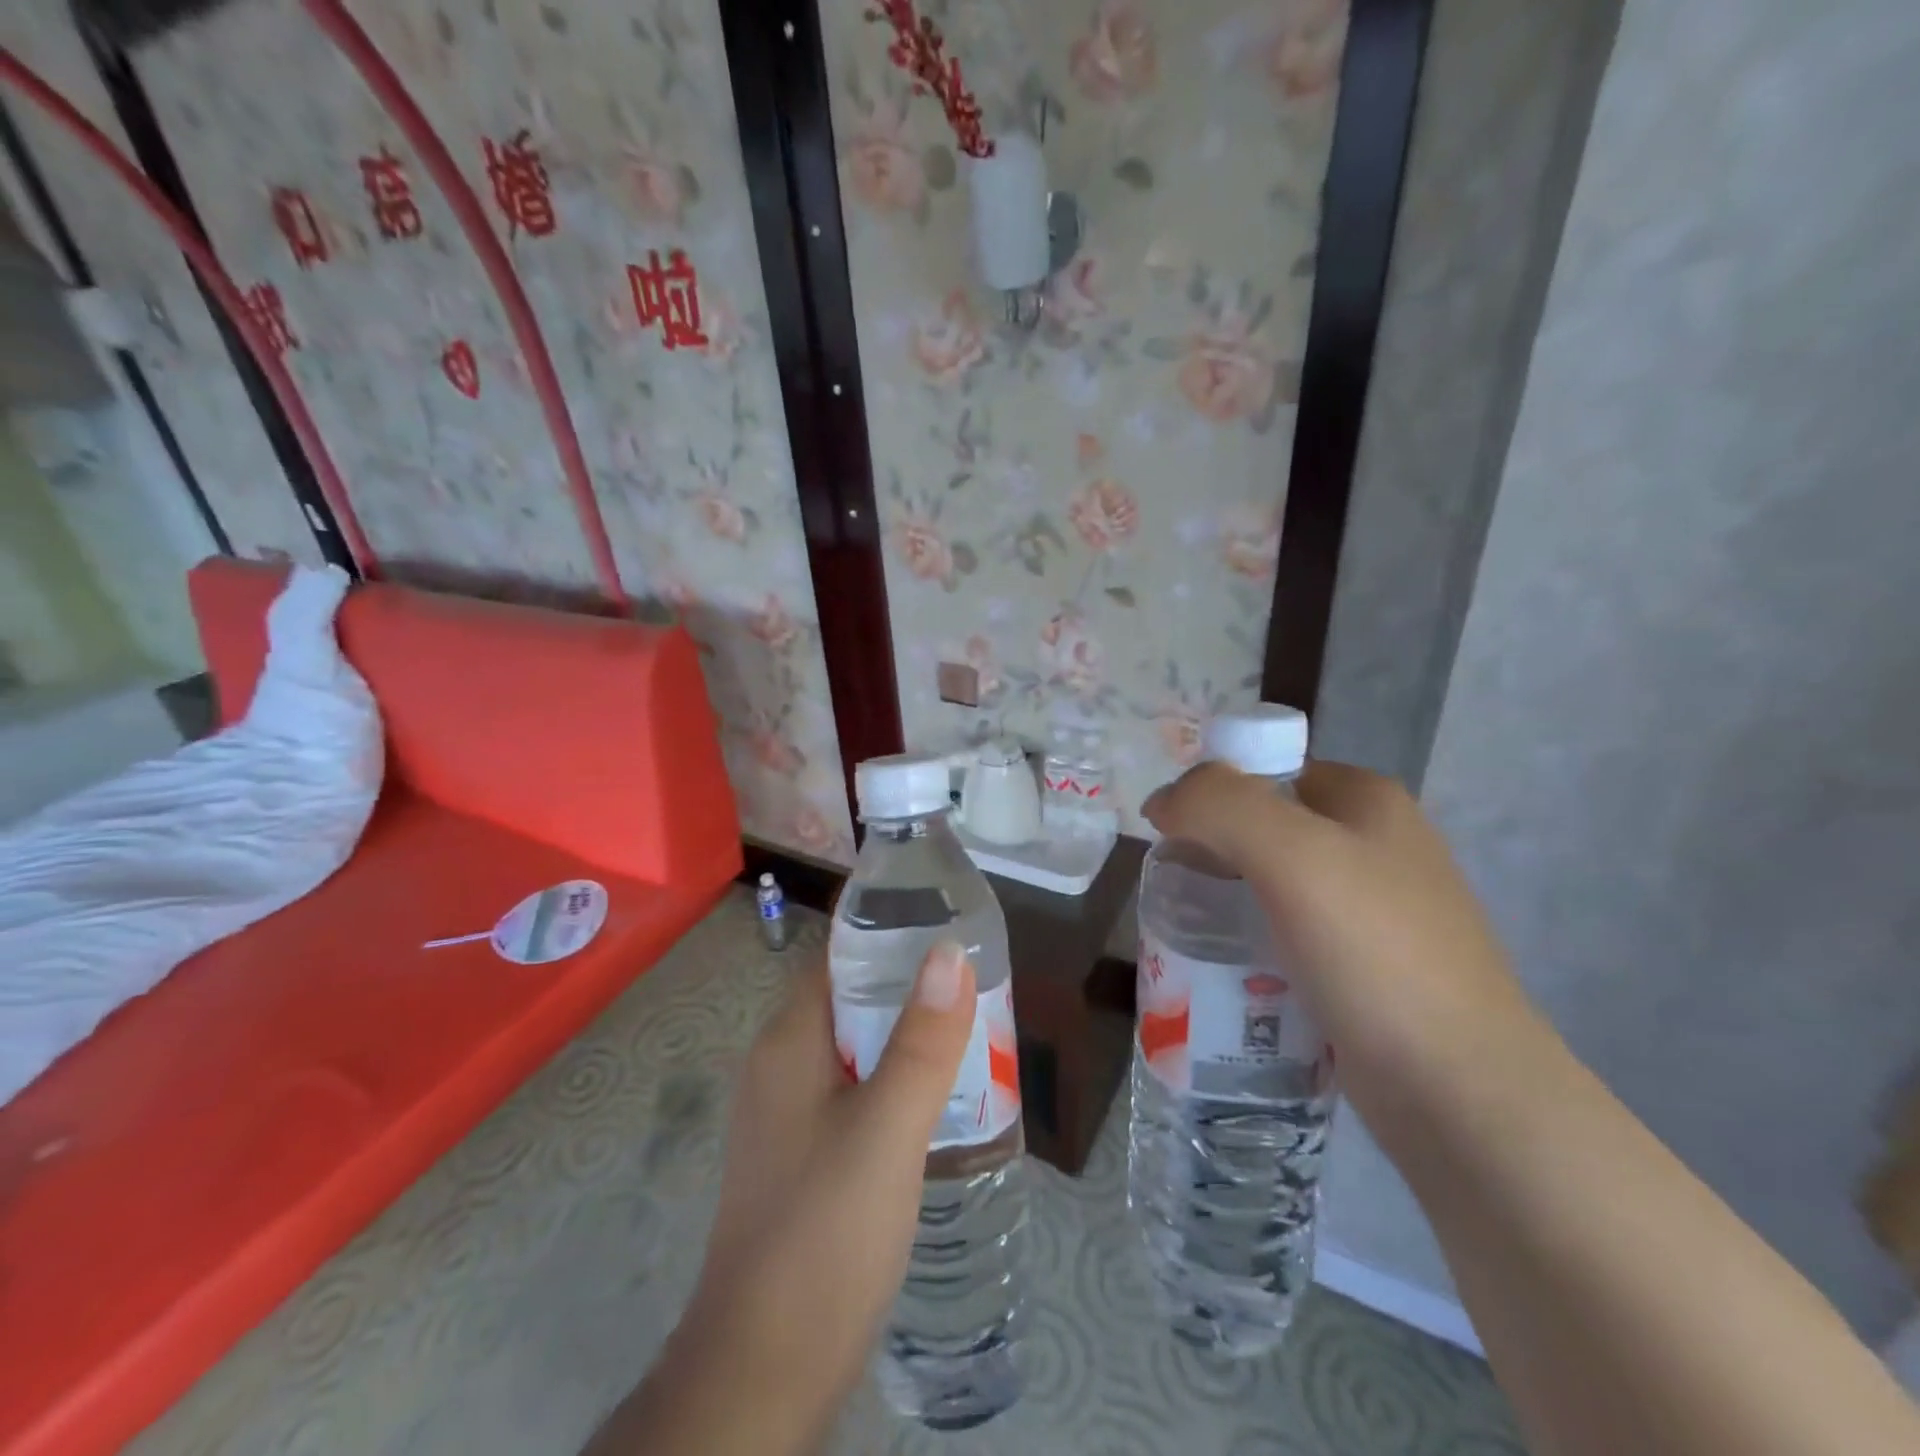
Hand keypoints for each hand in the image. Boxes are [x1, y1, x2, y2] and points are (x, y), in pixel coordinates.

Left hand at [588, 942, 975, 1455]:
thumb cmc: (824, 1234)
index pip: (838, 957)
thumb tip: (949, 951)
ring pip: (856, 1049)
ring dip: (907, 1036)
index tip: (948, 921)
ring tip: (975, 1030)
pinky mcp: (803, 1157)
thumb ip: (922, 1041)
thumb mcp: (887, 1130)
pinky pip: (854, 1093)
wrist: (763, 1372)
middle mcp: (780, 1066)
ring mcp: (788, 1115)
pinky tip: (940, 1098)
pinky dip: (895, 1080)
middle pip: (850, 1000)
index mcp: (789, 1042)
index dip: (888, 932)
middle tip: (979, 979)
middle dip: (910, 986)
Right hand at [1142, 759, 1528, 1067]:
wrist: (1461, 1091)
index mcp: (1367, 800)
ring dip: (1226, 902)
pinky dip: (1252, 943)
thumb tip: (1162, 800)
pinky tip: (1229, 970)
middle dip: (1212, 853)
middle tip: (1176, 893)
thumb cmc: (1375, 953)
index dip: (1210, 796)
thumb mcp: (1291, 854)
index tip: (1173, 842)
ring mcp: (1374, 910)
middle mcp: (1375, 844)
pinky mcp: (1365, 967)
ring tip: (1191, 934)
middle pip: (1264, 828)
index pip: (1264, 771)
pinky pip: (1288, 935)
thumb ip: (1218, 805)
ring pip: (1272, 885)